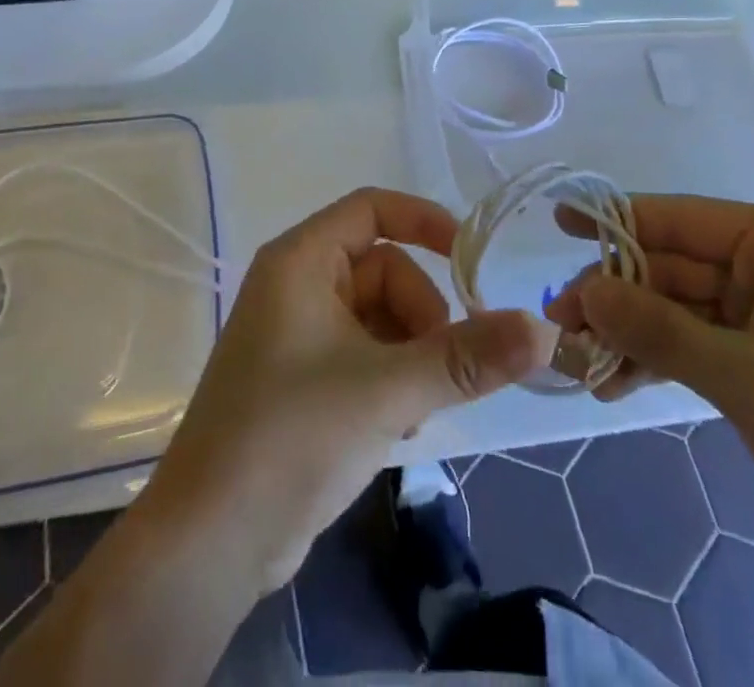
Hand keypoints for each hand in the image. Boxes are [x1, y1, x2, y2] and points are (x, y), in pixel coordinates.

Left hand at [137, 188, 557, 594]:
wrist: (209, 543)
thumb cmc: (291, 436)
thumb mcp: (389, 390)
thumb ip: (468, 358)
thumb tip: (544, 330)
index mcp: (301, 260)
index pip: (372, 209)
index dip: (425, 222)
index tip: (472, 259)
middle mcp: (296, 285)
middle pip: (385, 270)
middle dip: (423, 315)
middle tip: (442, 368)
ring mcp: (296, 335)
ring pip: (379, 318)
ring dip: (412, 354)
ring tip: (416, 407)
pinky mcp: (301, 380)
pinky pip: (364, 354)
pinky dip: (391, 378)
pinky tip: (399, 426)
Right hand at [547, 197, 753, 574]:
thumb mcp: (751, 380)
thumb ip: (660, 330)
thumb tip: (584, 292)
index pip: (679, 218)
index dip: (614, 220)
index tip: (557, 224)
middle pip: (673, 266)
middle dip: (617, 295)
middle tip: (561, 328)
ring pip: (680, 308)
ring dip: (633, 334)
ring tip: (582, 365)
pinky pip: (699, 343)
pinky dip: (660, 360)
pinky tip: (618, 385)